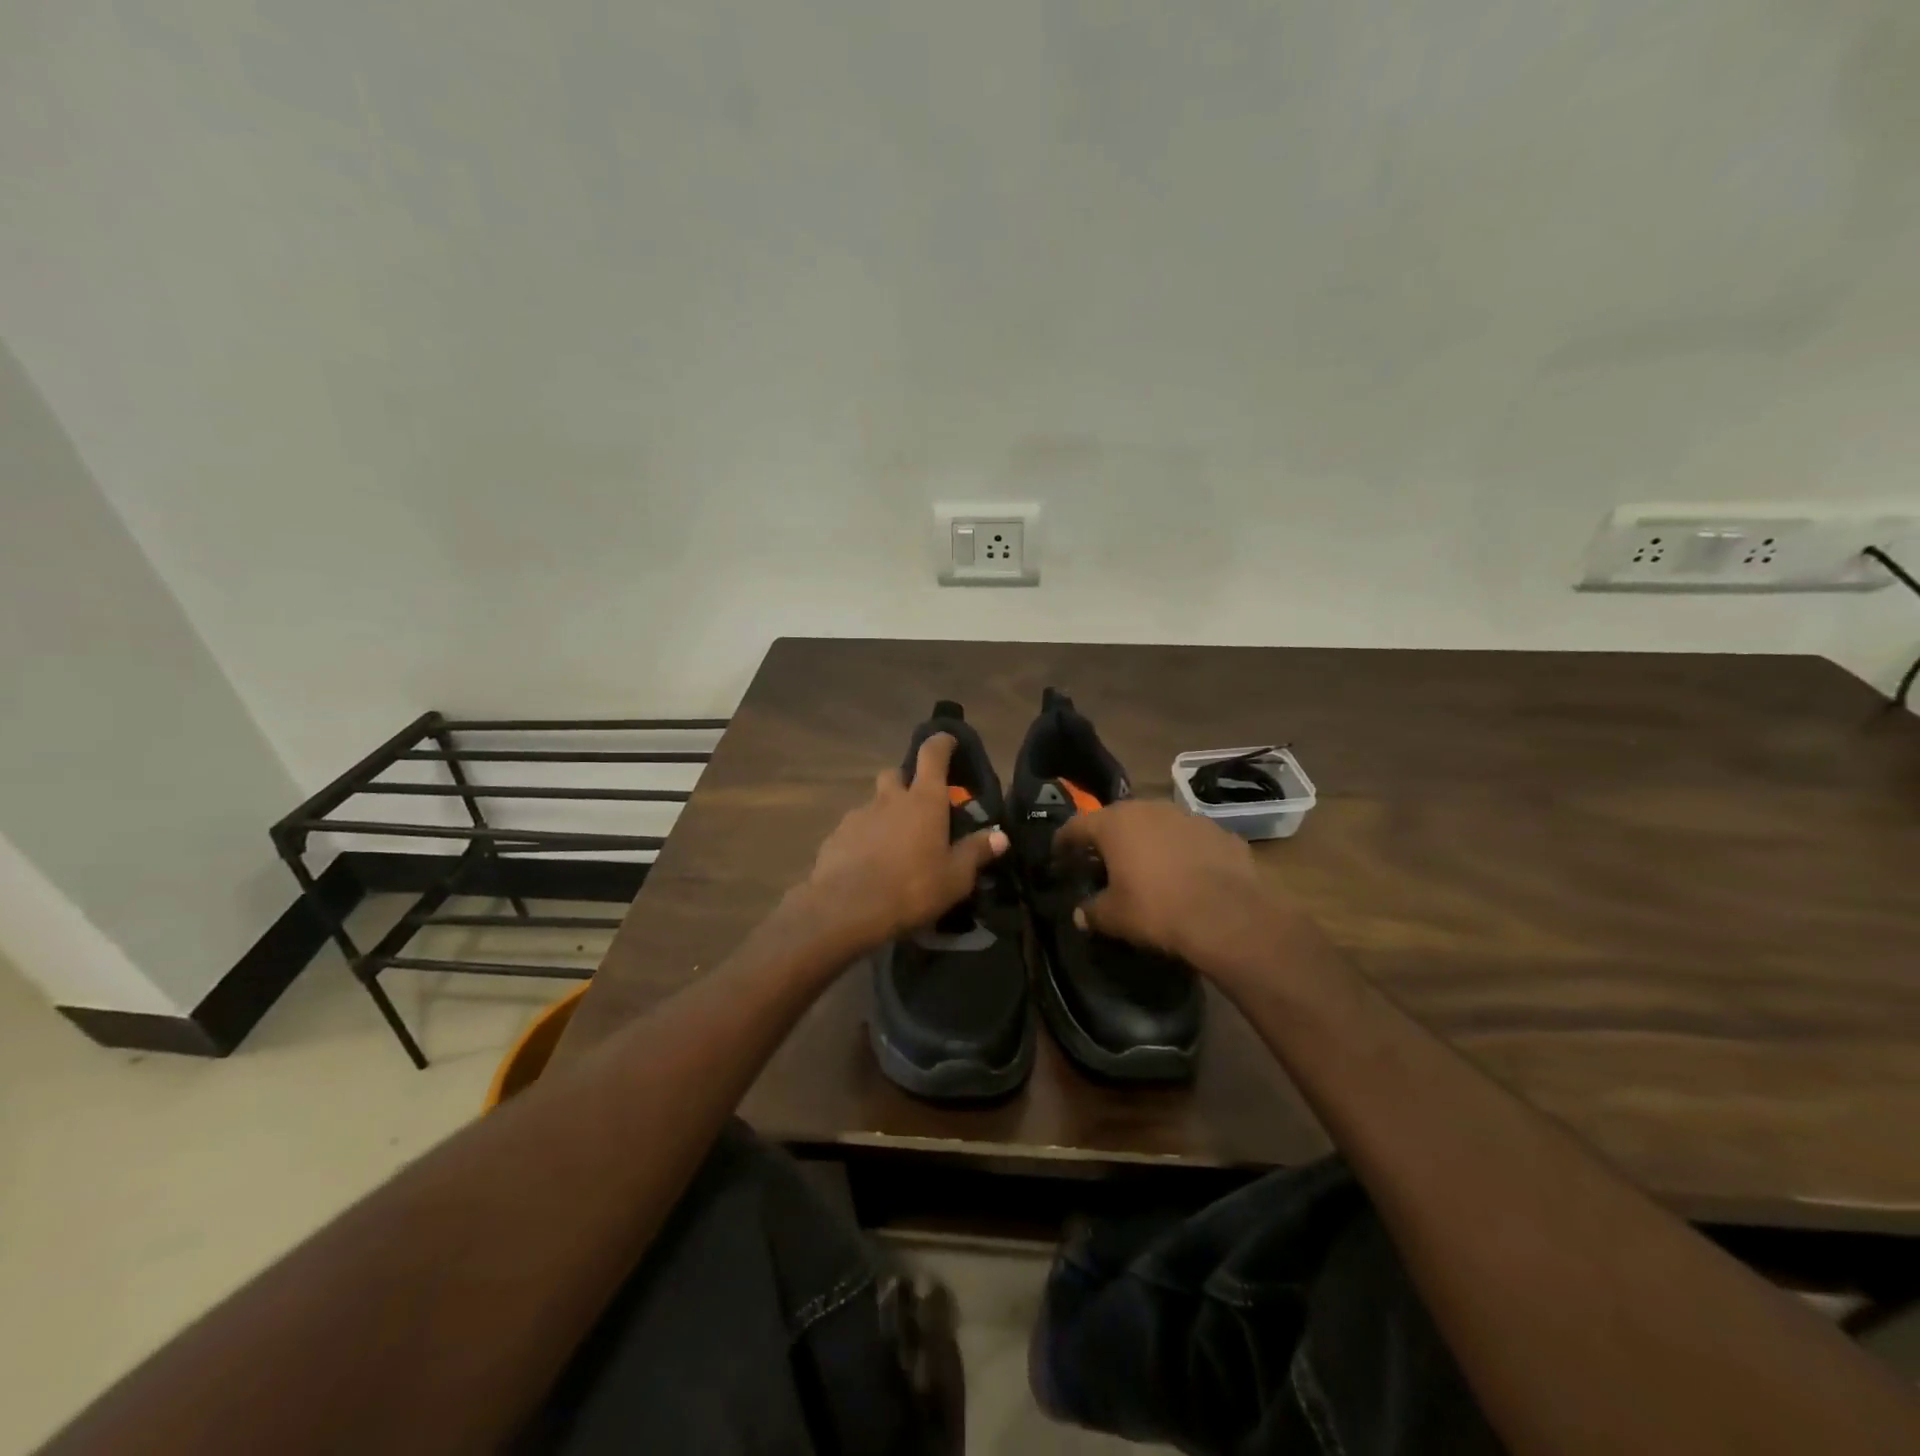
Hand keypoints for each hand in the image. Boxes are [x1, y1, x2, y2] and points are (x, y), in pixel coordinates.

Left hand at [801, 733, 1007, 949]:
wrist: (846, 909)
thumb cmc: (912, 888)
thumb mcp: (955, 877)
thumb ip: (976, 852)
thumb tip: (1000, 835)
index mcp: (924, 800)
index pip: (933, 754)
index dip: (942, 742)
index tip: (948, 740)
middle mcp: (889, 799)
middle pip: (895, 774)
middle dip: (906, 782)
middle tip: (918, 806)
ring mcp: (859, 815)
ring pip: (874, 803)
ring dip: (885, 813)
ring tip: (894, 843)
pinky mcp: (836, 836)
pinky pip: (855, 828)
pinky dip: (865, 837)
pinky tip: (869, 863)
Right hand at [1057, 800, 1309, 973]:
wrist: (1229, 916)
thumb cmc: (1158, 910)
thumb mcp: (1115, 917)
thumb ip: (1092, 911)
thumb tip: (1080, 914)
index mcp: (1115, 823)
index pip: (1077, 825)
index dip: (1064, 841)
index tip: (1058, 853)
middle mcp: (1149, 809)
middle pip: (1118, 819)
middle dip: (1108, 838)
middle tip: (1102, 861)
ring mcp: (1187, 816)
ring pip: (1157, 825)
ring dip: (1148, 842)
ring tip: (1146, 867)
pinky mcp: (1219, 832)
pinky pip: (1189, 839)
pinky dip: (1182, 852)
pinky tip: (1185, 875)